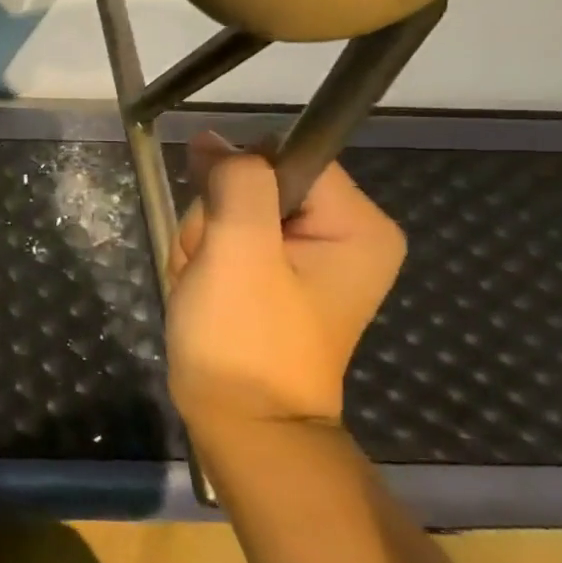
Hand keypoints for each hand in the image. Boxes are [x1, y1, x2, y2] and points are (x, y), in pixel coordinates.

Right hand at [166, 132, 404, 429]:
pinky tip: (204, 292)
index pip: (286, 157)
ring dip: (203, 244)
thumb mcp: (239, 251)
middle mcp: (345, 235)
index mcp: (358, 226)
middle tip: (211, 271)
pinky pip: (229, 240)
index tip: (219, 229)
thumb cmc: (244, 339)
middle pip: (256, 185)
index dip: (237, 182)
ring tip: (205, 288)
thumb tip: (216, 140)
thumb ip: (237, 183)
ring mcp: (311, 258)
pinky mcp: (279, 276)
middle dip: (216, 222)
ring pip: (232, 212)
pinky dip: (206, 262)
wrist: (240, 422)